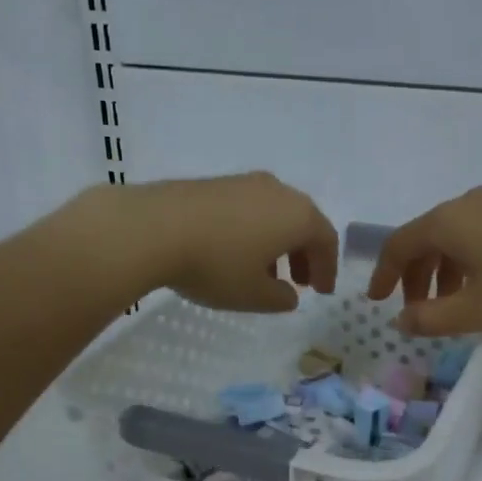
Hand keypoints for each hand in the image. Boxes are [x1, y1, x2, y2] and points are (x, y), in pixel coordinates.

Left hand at [89, 173, 338, 311]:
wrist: (153, 228)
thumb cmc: (216, 265)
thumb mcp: (254, 295)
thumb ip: (280, 298)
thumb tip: (288, 294)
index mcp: (298, 215)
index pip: (326, 240)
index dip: (328, 268)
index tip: (322, 291)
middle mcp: (277, 191)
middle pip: (302, 222)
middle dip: (304, 254)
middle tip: (300, 282)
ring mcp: (244, 182)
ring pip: (274, 215)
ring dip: (277, 245)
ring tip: (264, 274)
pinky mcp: (215, 184)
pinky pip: (248, 209)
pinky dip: (253, 232)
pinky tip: (234, 254)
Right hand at [368, 186, 481, 334]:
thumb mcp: (476, 311)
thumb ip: (431, 320)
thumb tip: (401, 320)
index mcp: (447, 222)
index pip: (399, 245)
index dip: (384, 274)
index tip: (378, 300)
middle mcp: (467, 203)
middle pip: (427, 238)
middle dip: (417, 276)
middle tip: (419, 309)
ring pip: (457, 235)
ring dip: (445, 269)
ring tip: (457, 303)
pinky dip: (471, 257)